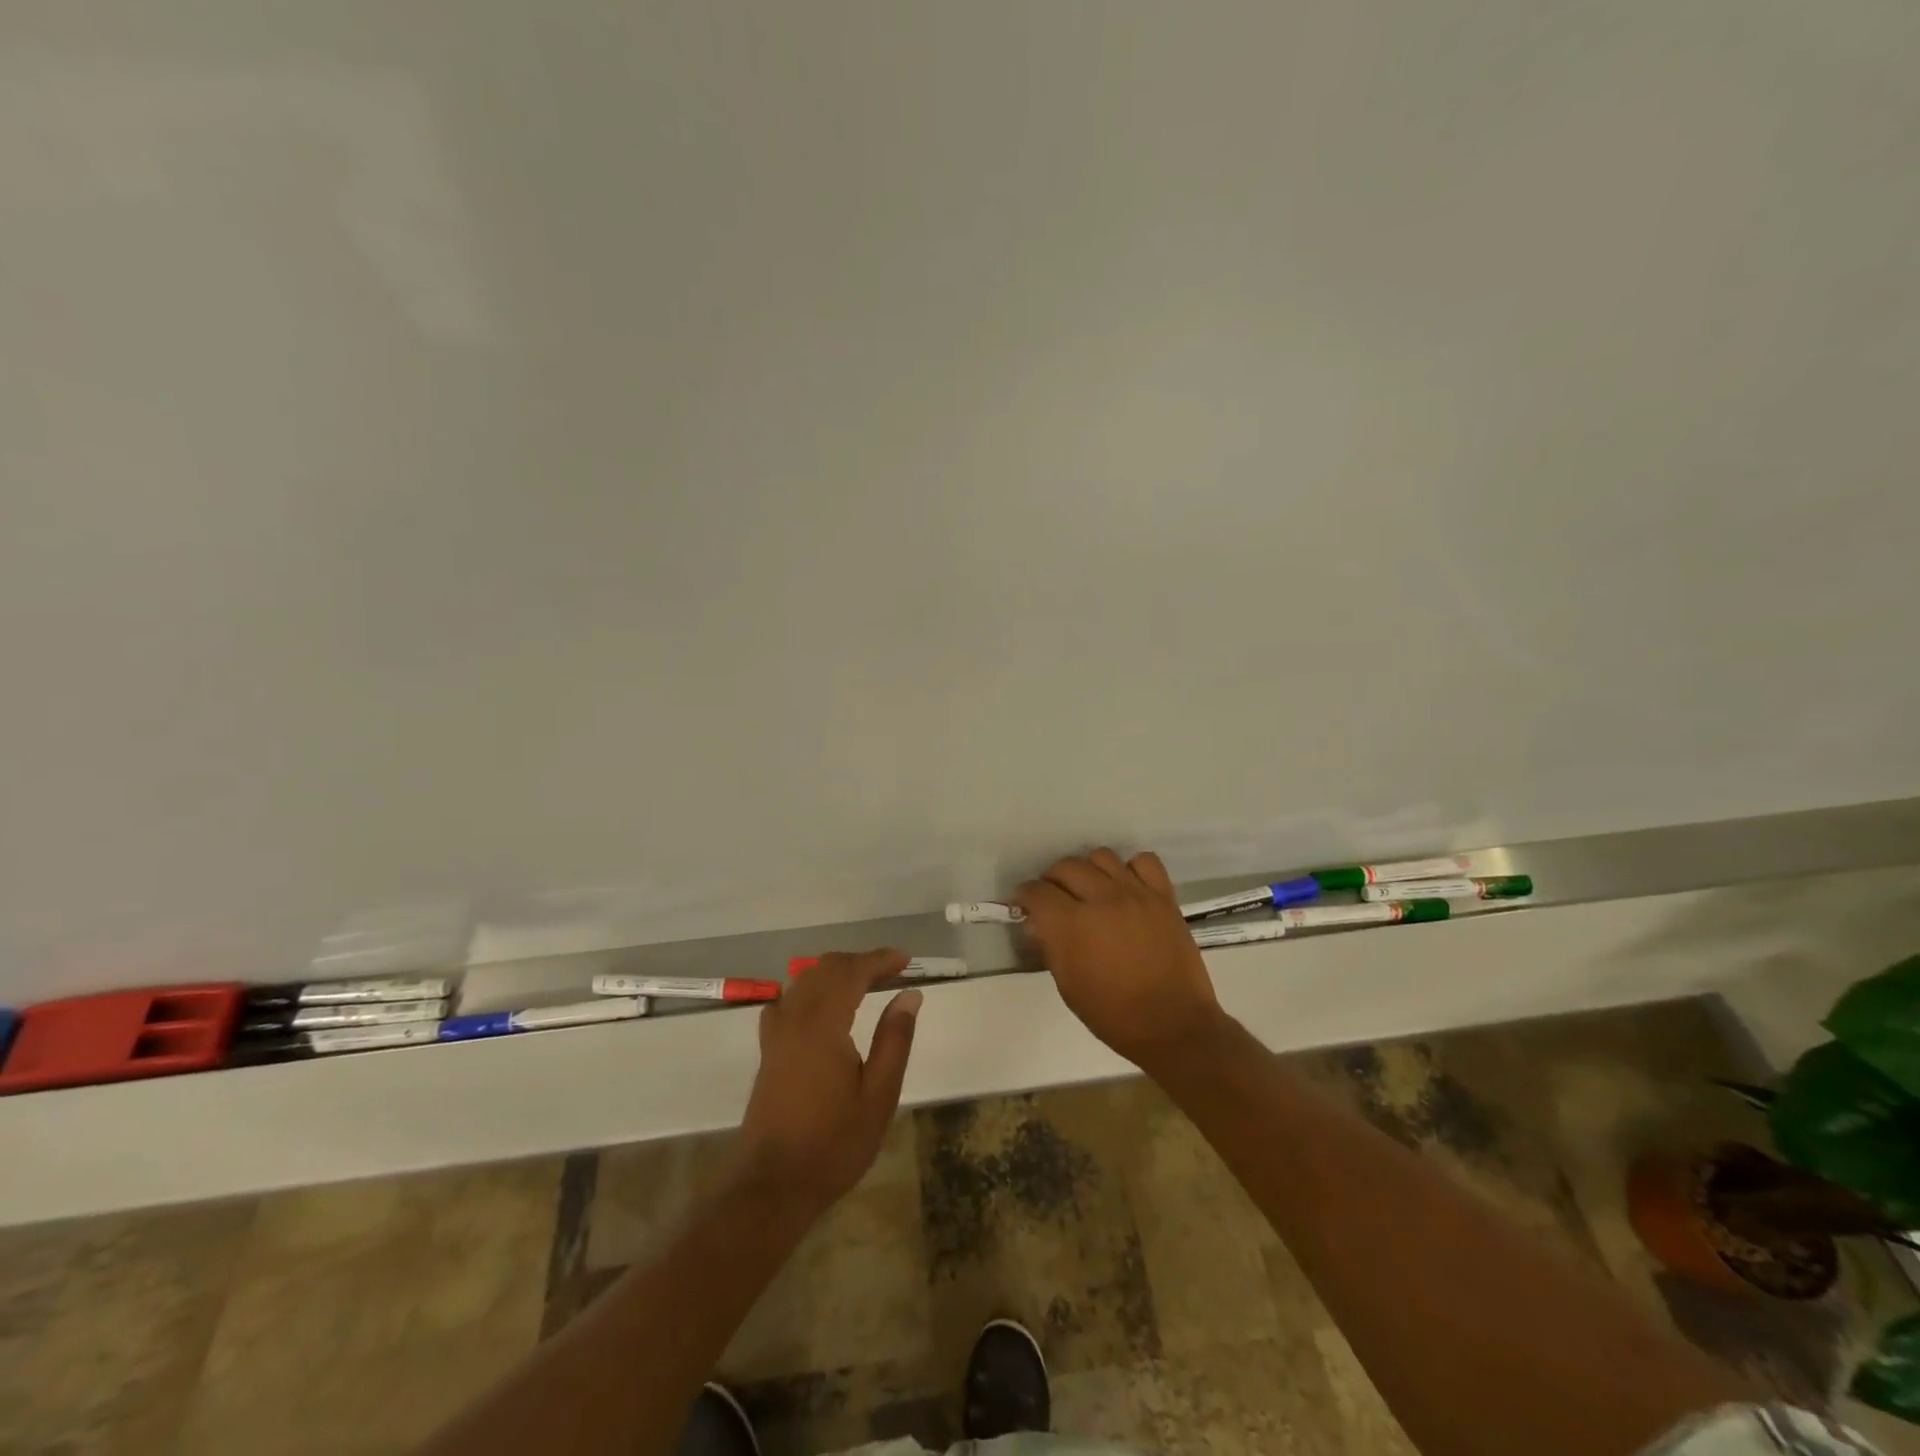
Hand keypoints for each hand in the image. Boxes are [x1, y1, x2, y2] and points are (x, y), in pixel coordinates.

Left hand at [732, 948, 921, 1215]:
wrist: (772, 1185)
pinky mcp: (768, 1049)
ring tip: (867, 985)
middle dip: (860, 962)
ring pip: (805, 981)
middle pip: (826, 968)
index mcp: (823, 1024)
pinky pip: (789, 999)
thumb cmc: (833, 1144)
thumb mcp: (878, 1096)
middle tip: (893, 973)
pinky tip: (826, 1008)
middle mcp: (795, 1017)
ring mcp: (776, 1032)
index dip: (880, 959)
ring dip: (836, 973)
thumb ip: (895, 1040)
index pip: (852, 971)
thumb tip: (910, 995)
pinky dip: (812, 990)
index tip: (907, 961)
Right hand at [1017, 848, 1228, 1067]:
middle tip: (1054, 899)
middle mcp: (1101, 899)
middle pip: (1066, 866)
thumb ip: (1050, 946)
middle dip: (1052, 880)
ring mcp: (1135, 893)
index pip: (1036, 891)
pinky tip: (1126, 888)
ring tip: (1090, 890)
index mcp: (1072, 924)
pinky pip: (1144, 861)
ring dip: (1088, 870)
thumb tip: (1038, 922)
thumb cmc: (1114, 1014)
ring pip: (1101, 856)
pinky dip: (1130, 869)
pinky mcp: (1163, 896)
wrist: (1173, 1025)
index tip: (1023, 904)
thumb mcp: (1068, 986)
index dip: (1024, 896)